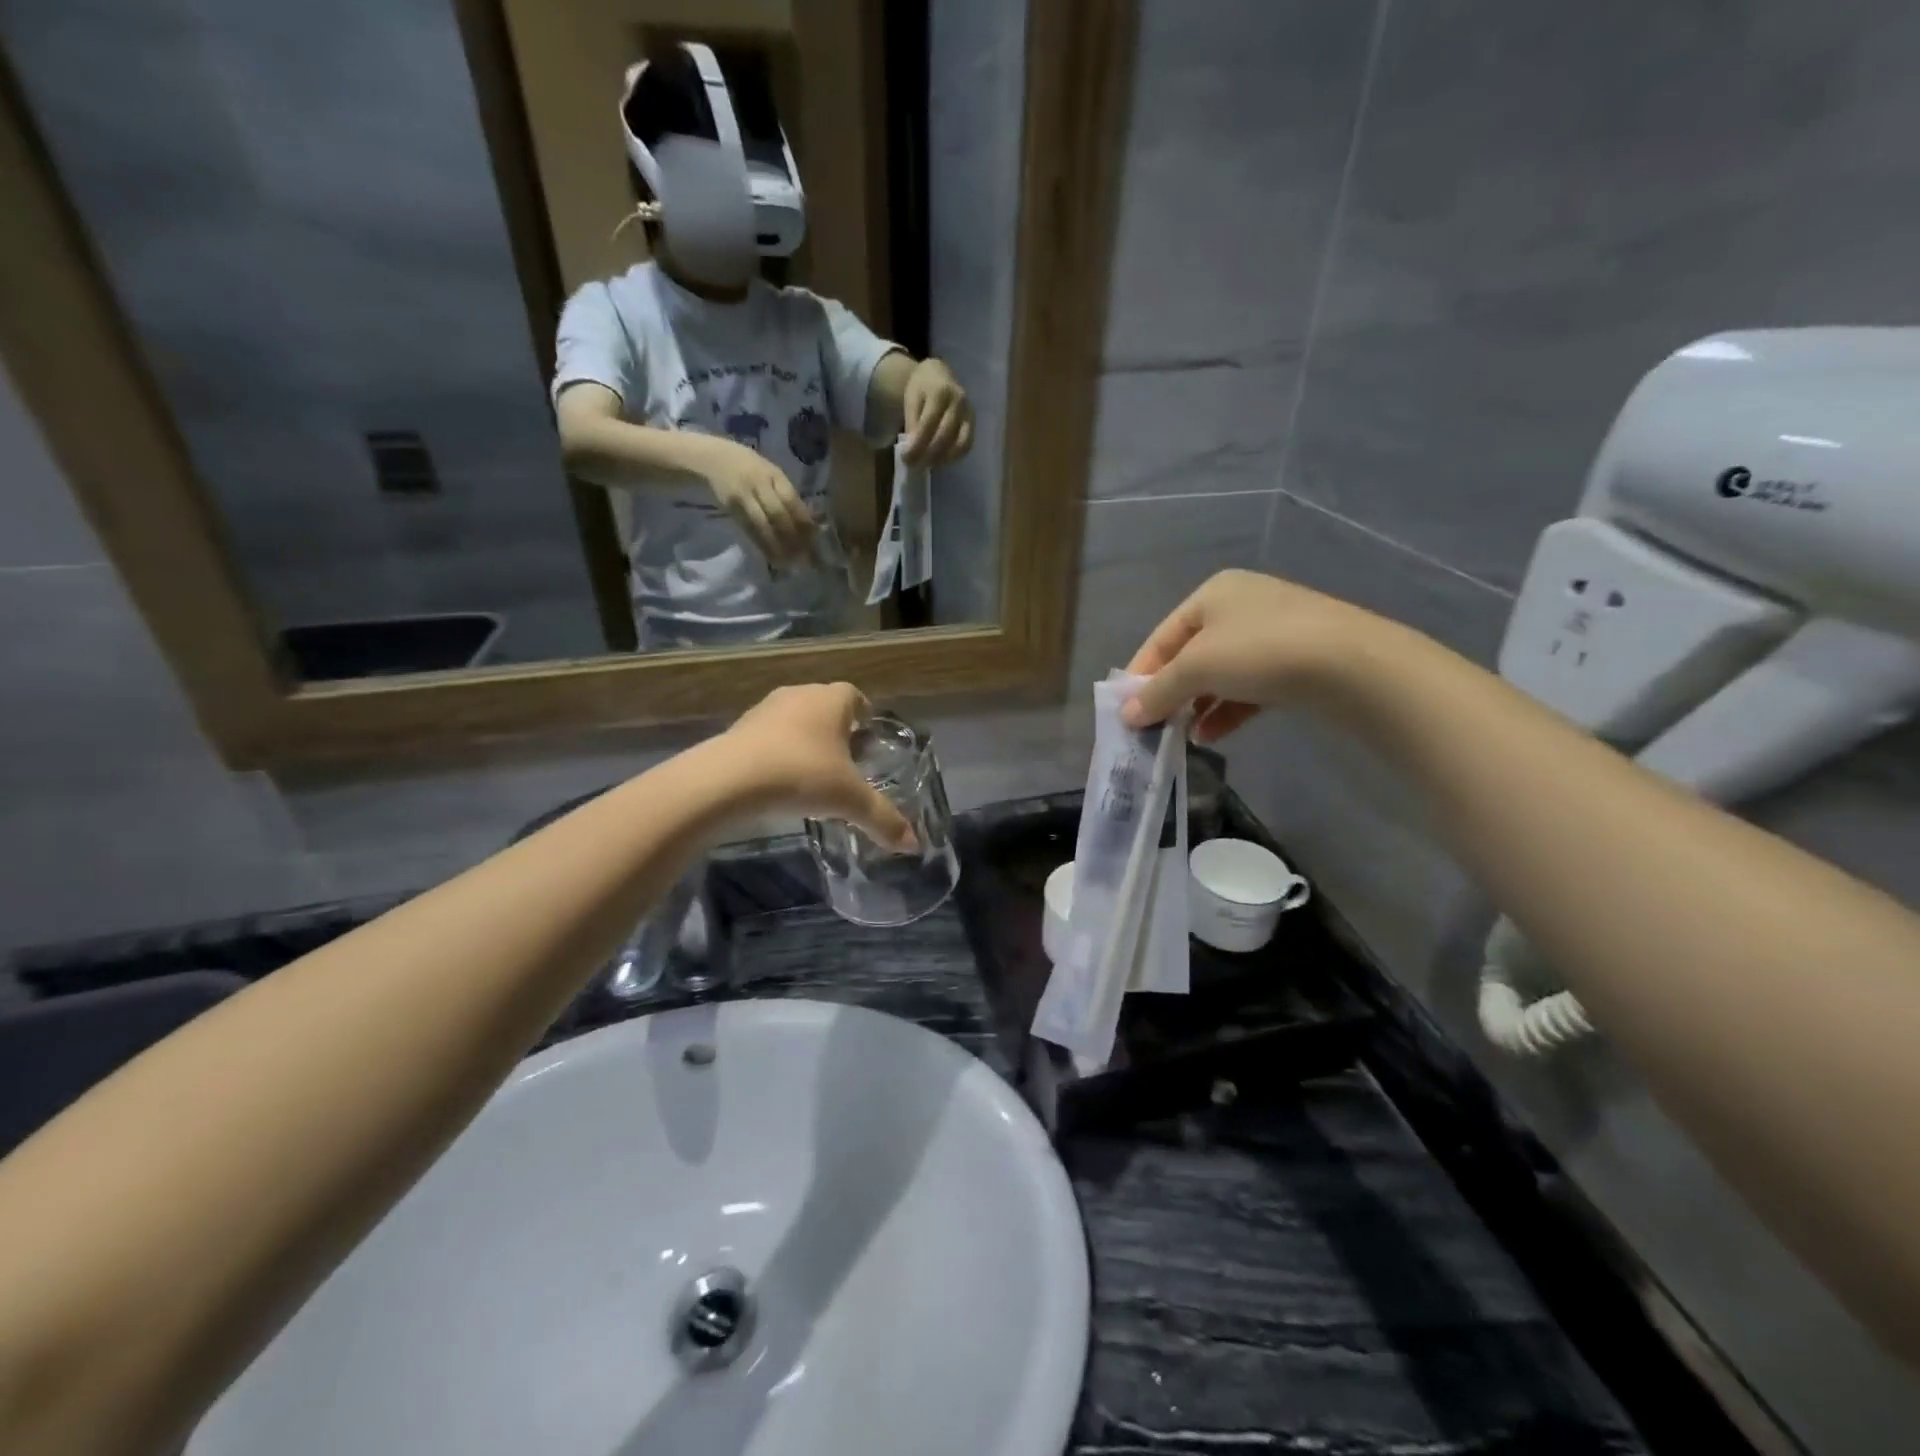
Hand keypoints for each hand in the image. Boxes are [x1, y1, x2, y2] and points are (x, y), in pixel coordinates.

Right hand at [695, 436, 815, 564]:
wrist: (710, 459)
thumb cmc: (747, 467)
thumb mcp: (768, 473)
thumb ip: (786, 494)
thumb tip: (810, 522)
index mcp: (773, 474)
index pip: (792, 500)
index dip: (804, 522)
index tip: (816, 541)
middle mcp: (758, 483)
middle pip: (779, 514)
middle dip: (794, 537)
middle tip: (806, 557)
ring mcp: (743, 496)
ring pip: (764, 525)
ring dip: (779, 546)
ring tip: (791, 563)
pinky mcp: (731, 508)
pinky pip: (749, 530)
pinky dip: (763, 545)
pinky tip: (773, 558)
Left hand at [721, 683, 916, 849]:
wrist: (729, 780)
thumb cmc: (801, 776)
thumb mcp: (850, 801)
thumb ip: (883, 819)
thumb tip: (914, 844)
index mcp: (832, 701)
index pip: (855, 696)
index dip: (864, 715)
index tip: (868, 738)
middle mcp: (799, 695)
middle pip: (824, 705)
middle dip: (837, 729)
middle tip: (846, 760)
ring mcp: (765, 709)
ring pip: (794, 719)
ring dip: (804, 739)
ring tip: (812, 773)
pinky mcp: (738, 728)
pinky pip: (768, 736)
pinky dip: (777, 752)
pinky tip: (780, 780)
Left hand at [901, 359, 973, 465]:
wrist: (940, 374)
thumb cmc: (922, 387)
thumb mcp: (911, 398)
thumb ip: (912, 422)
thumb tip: (913, 448)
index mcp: (941, 391)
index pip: (928, 424)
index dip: (917, 444)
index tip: (906, 458)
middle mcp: (959, 402)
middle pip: (945, 436)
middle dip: (928, 454)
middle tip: (914, 465)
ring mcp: (969, 413)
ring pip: (959, 444)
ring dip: (942, 459)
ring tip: (927, 464)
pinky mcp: (973, 423)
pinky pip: (967, 445)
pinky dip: (954, 457)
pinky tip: (940, 460)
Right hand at [1120, 570, 1378, 740]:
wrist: (1352, 665)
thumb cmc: (1260, 651)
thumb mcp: (1197, 668)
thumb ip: (1158, 690)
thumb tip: (1127, 715)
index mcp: (1213, 593)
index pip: (1162, 636)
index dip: (1140, 673)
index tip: (1125, 709)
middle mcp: (1242, 606)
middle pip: (1191, 655)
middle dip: (1171, 692)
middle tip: (1153, 726)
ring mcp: (1273, 634)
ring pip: (1220, 674)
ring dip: (1197, 705)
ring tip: (1182, 735)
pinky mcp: (1296, 662)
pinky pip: (1248, 687)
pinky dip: (1227, 710)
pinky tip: (1212, 735)